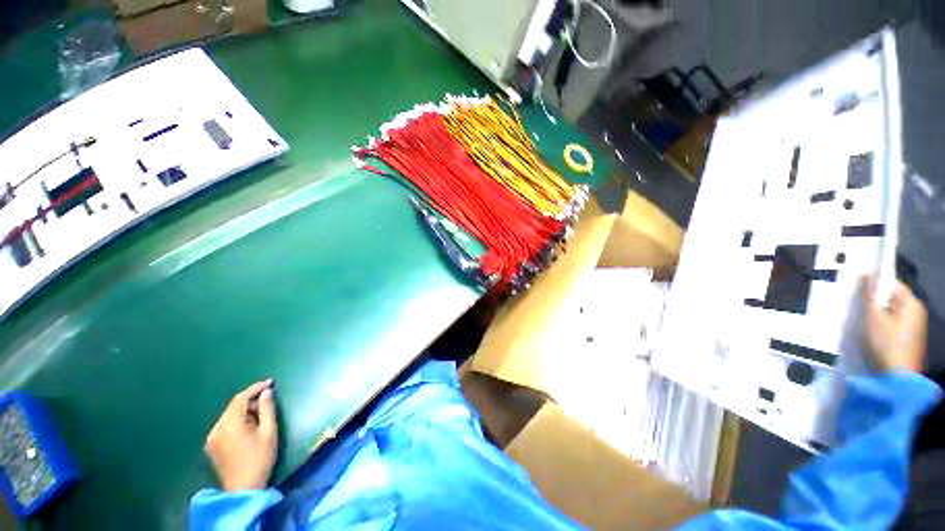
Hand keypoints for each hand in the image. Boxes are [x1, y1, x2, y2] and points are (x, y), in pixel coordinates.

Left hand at [205, 379, 277, 490]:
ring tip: (260, 418)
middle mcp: (216, 428)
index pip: (241, 398)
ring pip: (229, 415)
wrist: (243, 489)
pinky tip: (248, 429)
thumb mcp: (269, 432)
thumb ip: (267, 409)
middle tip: (268, 403)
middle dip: (251, 401)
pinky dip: (238, 421)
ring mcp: (212, 438)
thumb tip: (266, 392)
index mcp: (230, 424)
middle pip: (234, 406)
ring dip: (245, 412)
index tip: (271, 382)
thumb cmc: (259, 459)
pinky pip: (225, 425)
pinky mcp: (211, 445)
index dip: (256, 387)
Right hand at [860, 276, 927, 372]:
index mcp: (911, 302)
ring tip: (864, 320)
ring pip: (893, 311)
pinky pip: (895, 323)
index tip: (859, 288)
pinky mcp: (911, 338)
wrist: (897, 377)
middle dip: (876, 300)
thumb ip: (869, 293)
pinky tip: (873, 332)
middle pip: (893, 298)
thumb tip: (866, 272)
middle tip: (859, 305)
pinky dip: (883, 324)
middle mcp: (917, 310)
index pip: (892, 283)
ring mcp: (916, 326)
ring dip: (879, 313)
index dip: (875, 283)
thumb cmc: (885, 342)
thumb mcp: (872, 316)